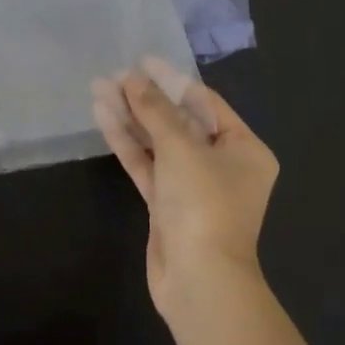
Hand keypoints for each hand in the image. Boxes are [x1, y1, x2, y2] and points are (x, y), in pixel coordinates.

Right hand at [92, 58, 278, 318]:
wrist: (200, 283)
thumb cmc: (204, 204)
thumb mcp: (181, 148)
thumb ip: (155, 110)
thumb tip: (132, 78)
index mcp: (244, 148)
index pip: (205, 103)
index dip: (172, 80)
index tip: (142, 61)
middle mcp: (222, 164)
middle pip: (179, 121)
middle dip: (146, 99)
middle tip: (114, 75)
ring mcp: (193, 186)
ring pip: (159, 143)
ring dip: (131, 118)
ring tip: (100, 88)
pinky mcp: (167, 206)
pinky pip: (148, 165)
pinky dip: (128, 143)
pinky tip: (103, 116)